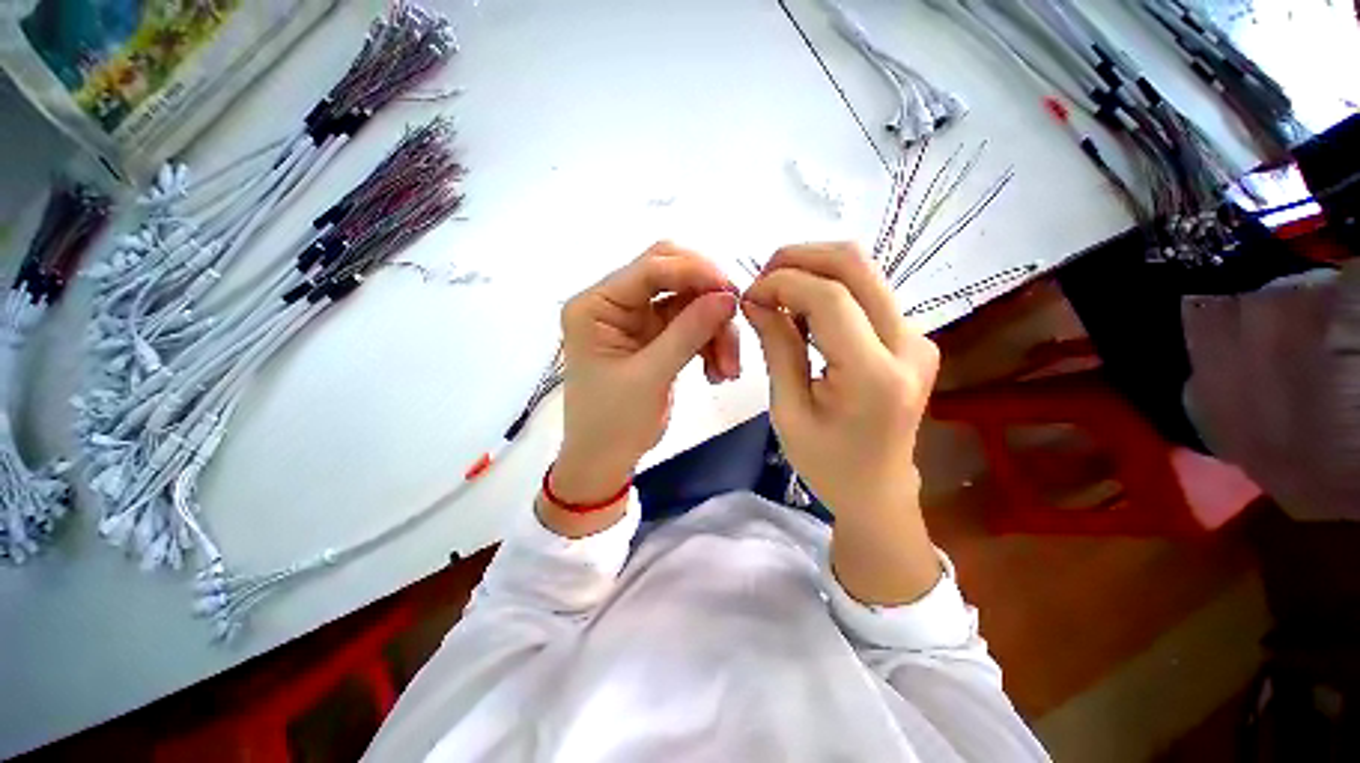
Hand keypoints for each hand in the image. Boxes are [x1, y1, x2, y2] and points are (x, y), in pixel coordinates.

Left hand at [545, 242, 739, 535]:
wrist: (604, 461)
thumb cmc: (613, 423)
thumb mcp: (650, 377)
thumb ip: (688, 332)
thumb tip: (728, 296)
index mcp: (596, 305)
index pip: (650, 268)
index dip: (694, 271)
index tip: (732, 290)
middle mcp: (615, 304)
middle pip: (672, 276)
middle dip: (707, 298)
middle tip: (734, 320)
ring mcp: (637, 320)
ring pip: (689, 304)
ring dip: (714, 330)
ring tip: (728, 369)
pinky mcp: (655, 338)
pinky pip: (691, 327)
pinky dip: (710, 344)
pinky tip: (718, 373)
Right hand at [743, 242, 940, 603]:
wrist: (878, 490)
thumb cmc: (826, 463)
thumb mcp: (788, 410)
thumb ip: (777, 347)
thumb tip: (756, 299)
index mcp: (875, 376)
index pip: (831, 298)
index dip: (783, 283)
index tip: (749, 294)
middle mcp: (909, 346)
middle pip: (857, 265)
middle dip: (800, 258)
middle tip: (762, 279)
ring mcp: (917, 337)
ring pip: (864, 271)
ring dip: (813, 270)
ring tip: (777, 295)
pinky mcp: (912, 337)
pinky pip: (866, 292)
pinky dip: (828, 288)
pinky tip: (802, 311)